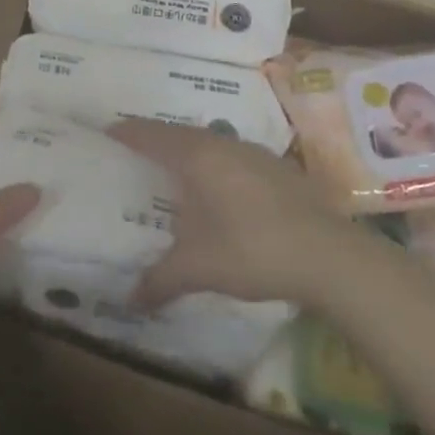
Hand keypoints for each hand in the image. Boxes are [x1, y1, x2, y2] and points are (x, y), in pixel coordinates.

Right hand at [110, 119, 354, 310]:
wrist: (328, 255)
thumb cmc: (252, 250)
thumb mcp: (197, 268)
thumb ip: (160, 281)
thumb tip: (129, 301)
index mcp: (195, 156)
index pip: (150, 134)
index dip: (126, 132)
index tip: (106, 132)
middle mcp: (221, 143)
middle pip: (178, 133)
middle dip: (154, 140)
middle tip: (133, 153)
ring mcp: (252, 152)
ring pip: (208, 141)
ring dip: (187, 151)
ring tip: (171, 171)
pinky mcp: (275, 167)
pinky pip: (231, 155)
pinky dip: (214, 164)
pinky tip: (217, 189)